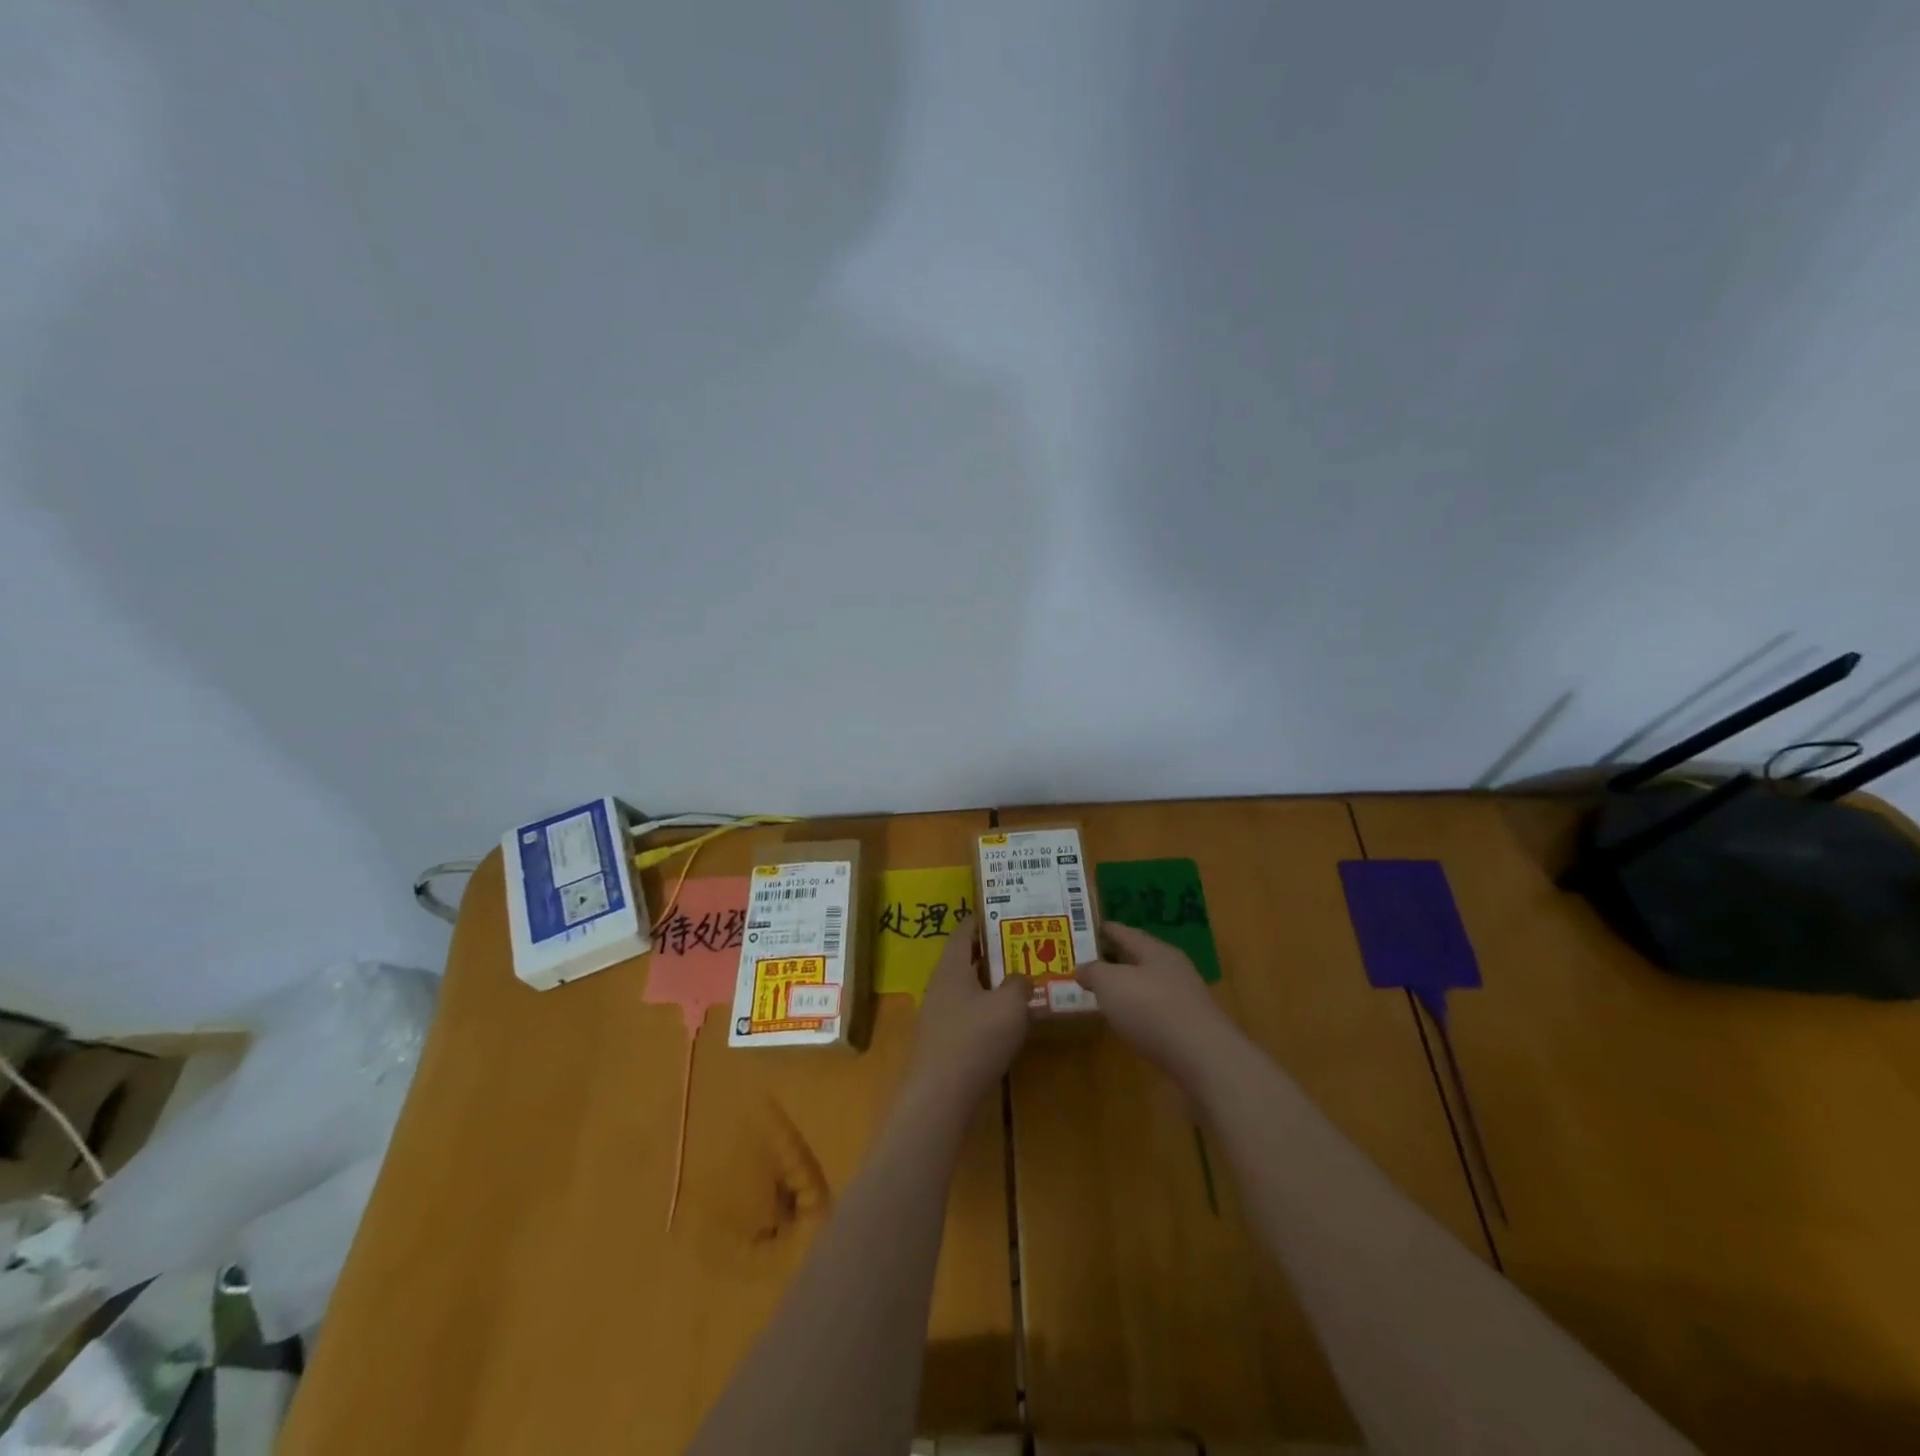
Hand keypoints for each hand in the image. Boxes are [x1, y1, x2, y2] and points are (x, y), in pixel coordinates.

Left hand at [904, 917, 1029, 1109]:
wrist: (941, 1096)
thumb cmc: (976, 1039)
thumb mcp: (1010, 1006)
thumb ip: (1019, 984)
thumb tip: (1021, 977)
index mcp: (952, 967)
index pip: (964, 931)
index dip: (982, 920)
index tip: (1004, 913)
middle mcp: (940, 985)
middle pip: (964, 959)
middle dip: (991, 953)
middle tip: (1020, 947)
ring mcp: (937, 1015)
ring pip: (966, 988)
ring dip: (989, 984)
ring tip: (1018, 983)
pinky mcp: (941, 1042)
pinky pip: (965, 1014)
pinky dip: (985, 1010)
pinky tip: (1005, 1022)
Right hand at [1075, 923, 1236, 1090]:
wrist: (1204, 1059)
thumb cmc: (1152, 1010)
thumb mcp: (1111, 984)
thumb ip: (1094, 972)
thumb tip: (1082, 968)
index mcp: (1155, 951)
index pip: (1124, 932)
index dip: (1104, 929)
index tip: (1083, 928)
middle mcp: (1172, 969)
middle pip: (1138, 958)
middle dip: (1113, 959)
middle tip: (1086, 961)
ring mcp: (1184, 999)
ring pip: (1147, 985)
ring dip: (1126, 987)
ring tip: (1101, 993)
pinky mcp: (1189, 1028)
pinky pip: (1155, 1010)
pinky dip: (1137, 1011)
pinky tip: (1125, 1022)